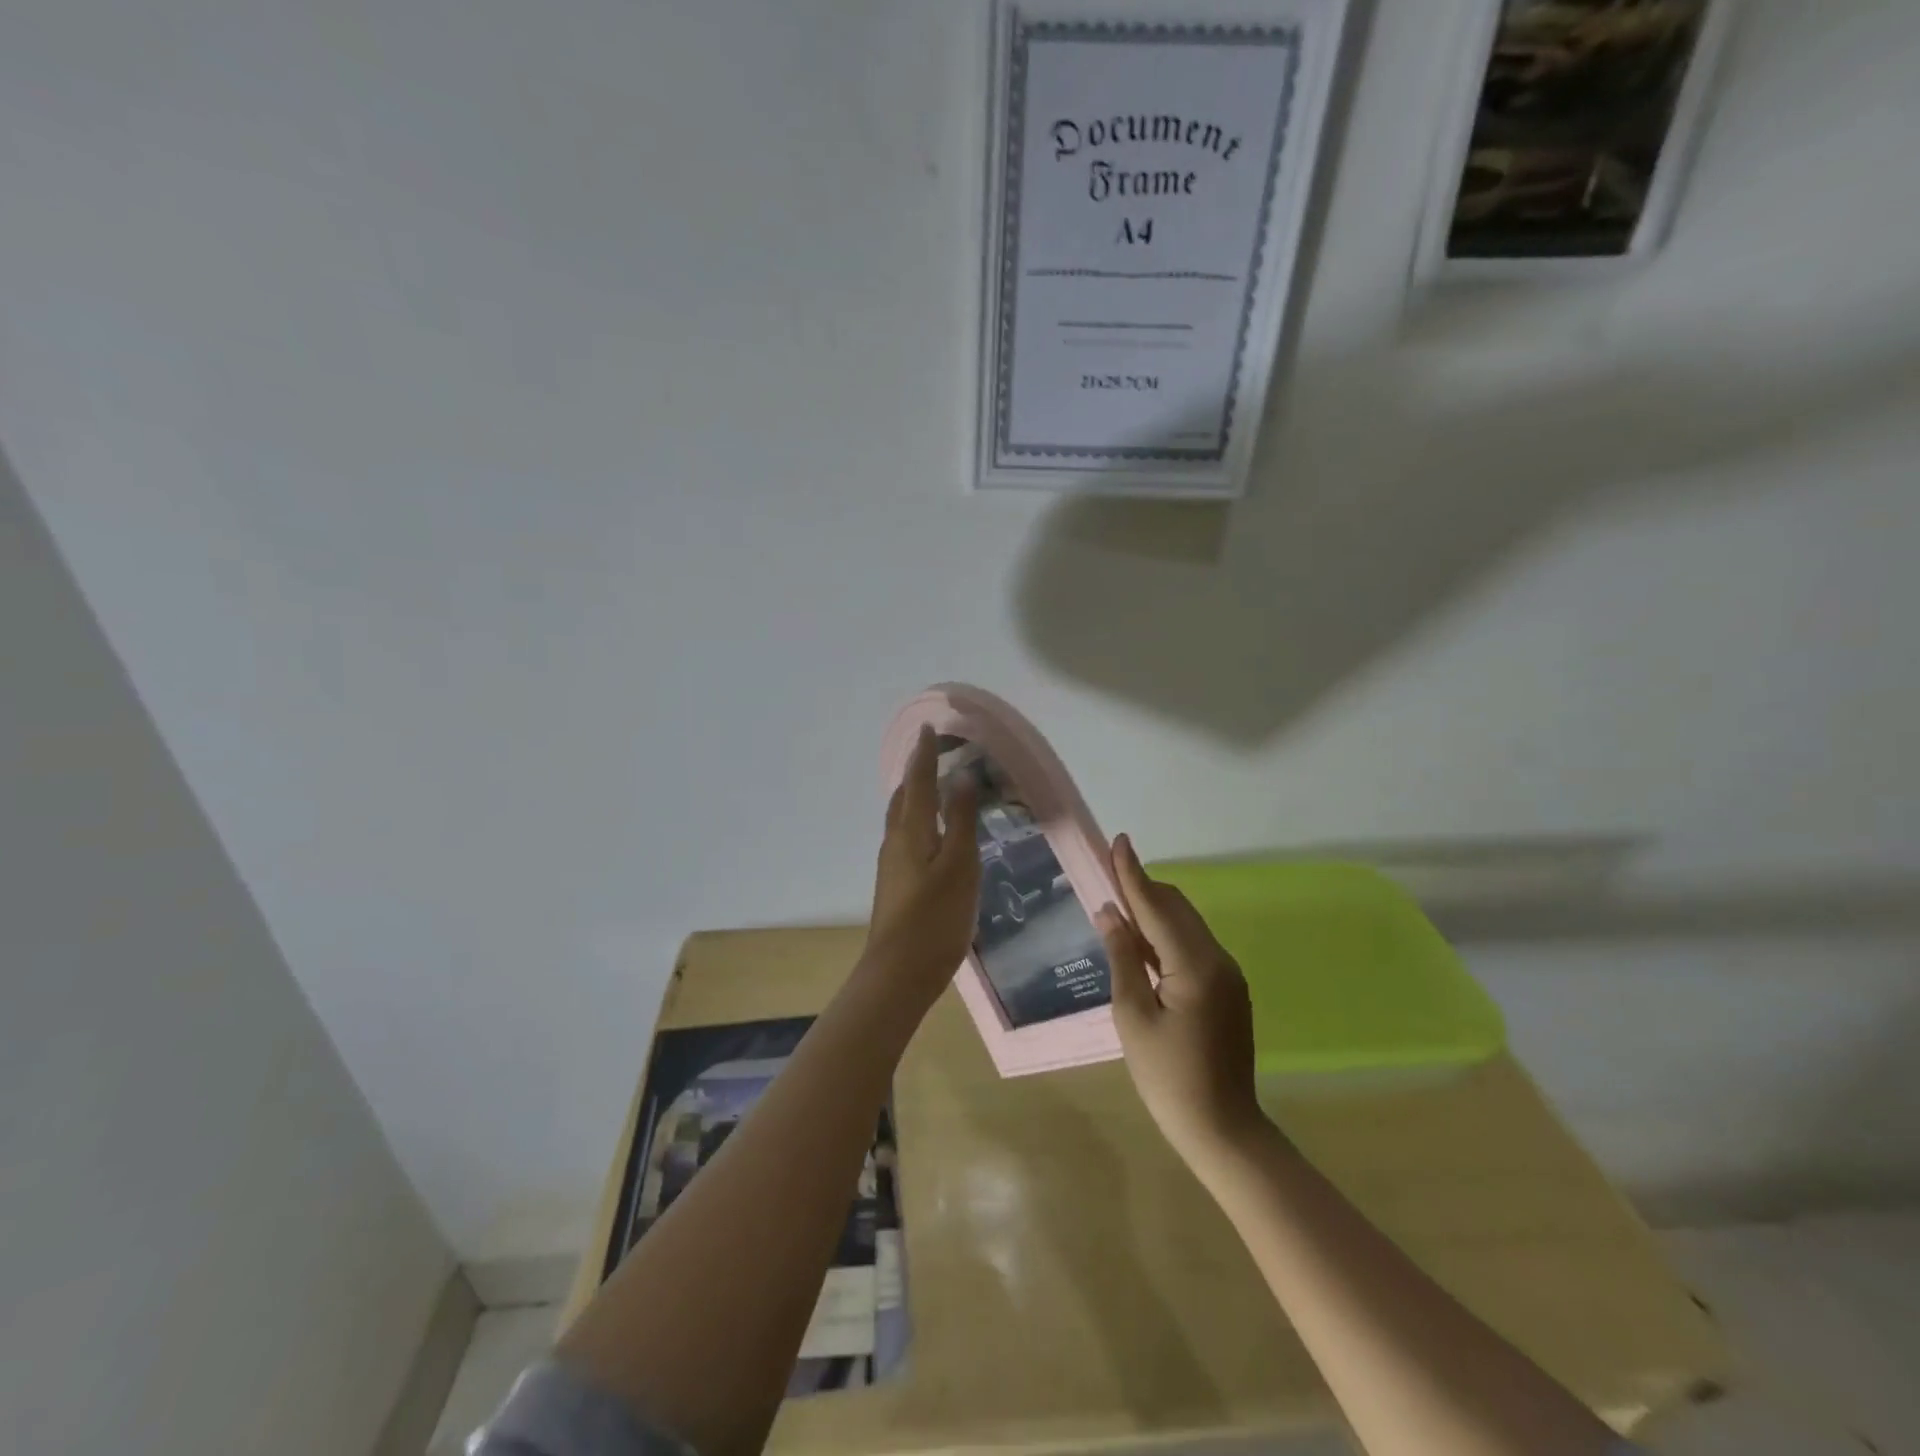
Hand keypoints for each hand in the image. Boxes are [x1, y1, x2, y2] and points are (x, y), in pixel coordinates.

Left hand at [862, 726, 980, 1011]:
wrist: (899, 972)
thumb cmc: (936, 916)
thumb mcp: (960, 865)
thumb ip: (961, 820)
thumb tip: (960, 776)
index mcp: (910, 830)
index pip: (917, 780)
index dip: (924, 753)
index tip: (930, 728)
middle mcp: (895, 840)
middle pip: (904, 796)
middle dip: (918, 771)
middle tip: (937, 754)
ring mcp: (892, 864)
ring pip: (902, 817)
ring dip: (916, 795)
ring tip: (936, 786)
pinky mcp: (895, 883)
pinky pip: (906, 835)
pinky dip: (919, 818)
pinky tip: (933, 831)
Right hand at [1097, 835, 1266, 1166]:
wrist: (1222, 1128)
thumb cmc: (1167, 1076)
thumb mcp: (1132, 1016)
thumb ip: (1122, 957)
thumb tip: (1109, 912)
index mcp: (1194, 965)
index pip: (1156, 906)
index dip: (1132, 873)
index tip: (1118, 840)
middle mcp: (1217, 959)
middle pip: (1176, 908)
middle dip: (1142, 887)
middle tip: (1108, 871)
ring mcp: (1228, 974)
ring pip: (1186, 925)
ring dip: (1154, 909)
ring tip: (1118, 901)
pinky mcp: (1228, 989)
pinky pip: (1193, 945)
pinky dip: (1166, 934)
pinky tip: (1142, 940)